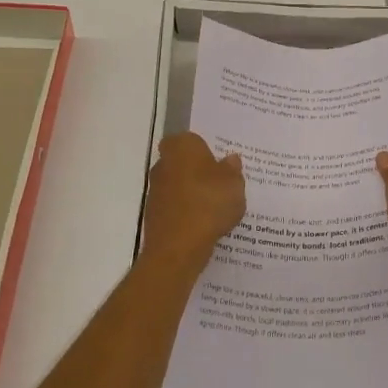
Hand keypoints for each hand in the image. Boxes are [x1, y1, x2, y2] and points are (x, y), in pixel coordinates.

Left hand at [141, 133, 244, 277]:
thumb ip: (233, 169)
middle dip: (198, 171)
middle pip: (183, 162)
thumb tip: (230, 159)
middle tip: (221, 183)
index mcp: (181, 147)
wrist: (178, 247)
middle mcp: (163, 164)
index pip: (191, 139)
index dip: (205, 149)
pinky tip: (204, 224)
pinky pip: (175, 207)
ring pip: (178, 186)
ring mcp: (155, 190)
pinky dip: (186, 213)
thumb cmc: (209, 204)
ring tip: (216, 208)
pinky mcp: (153, 215)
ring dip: (192, 193)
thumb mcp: (234, 184)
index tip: (220, 162)